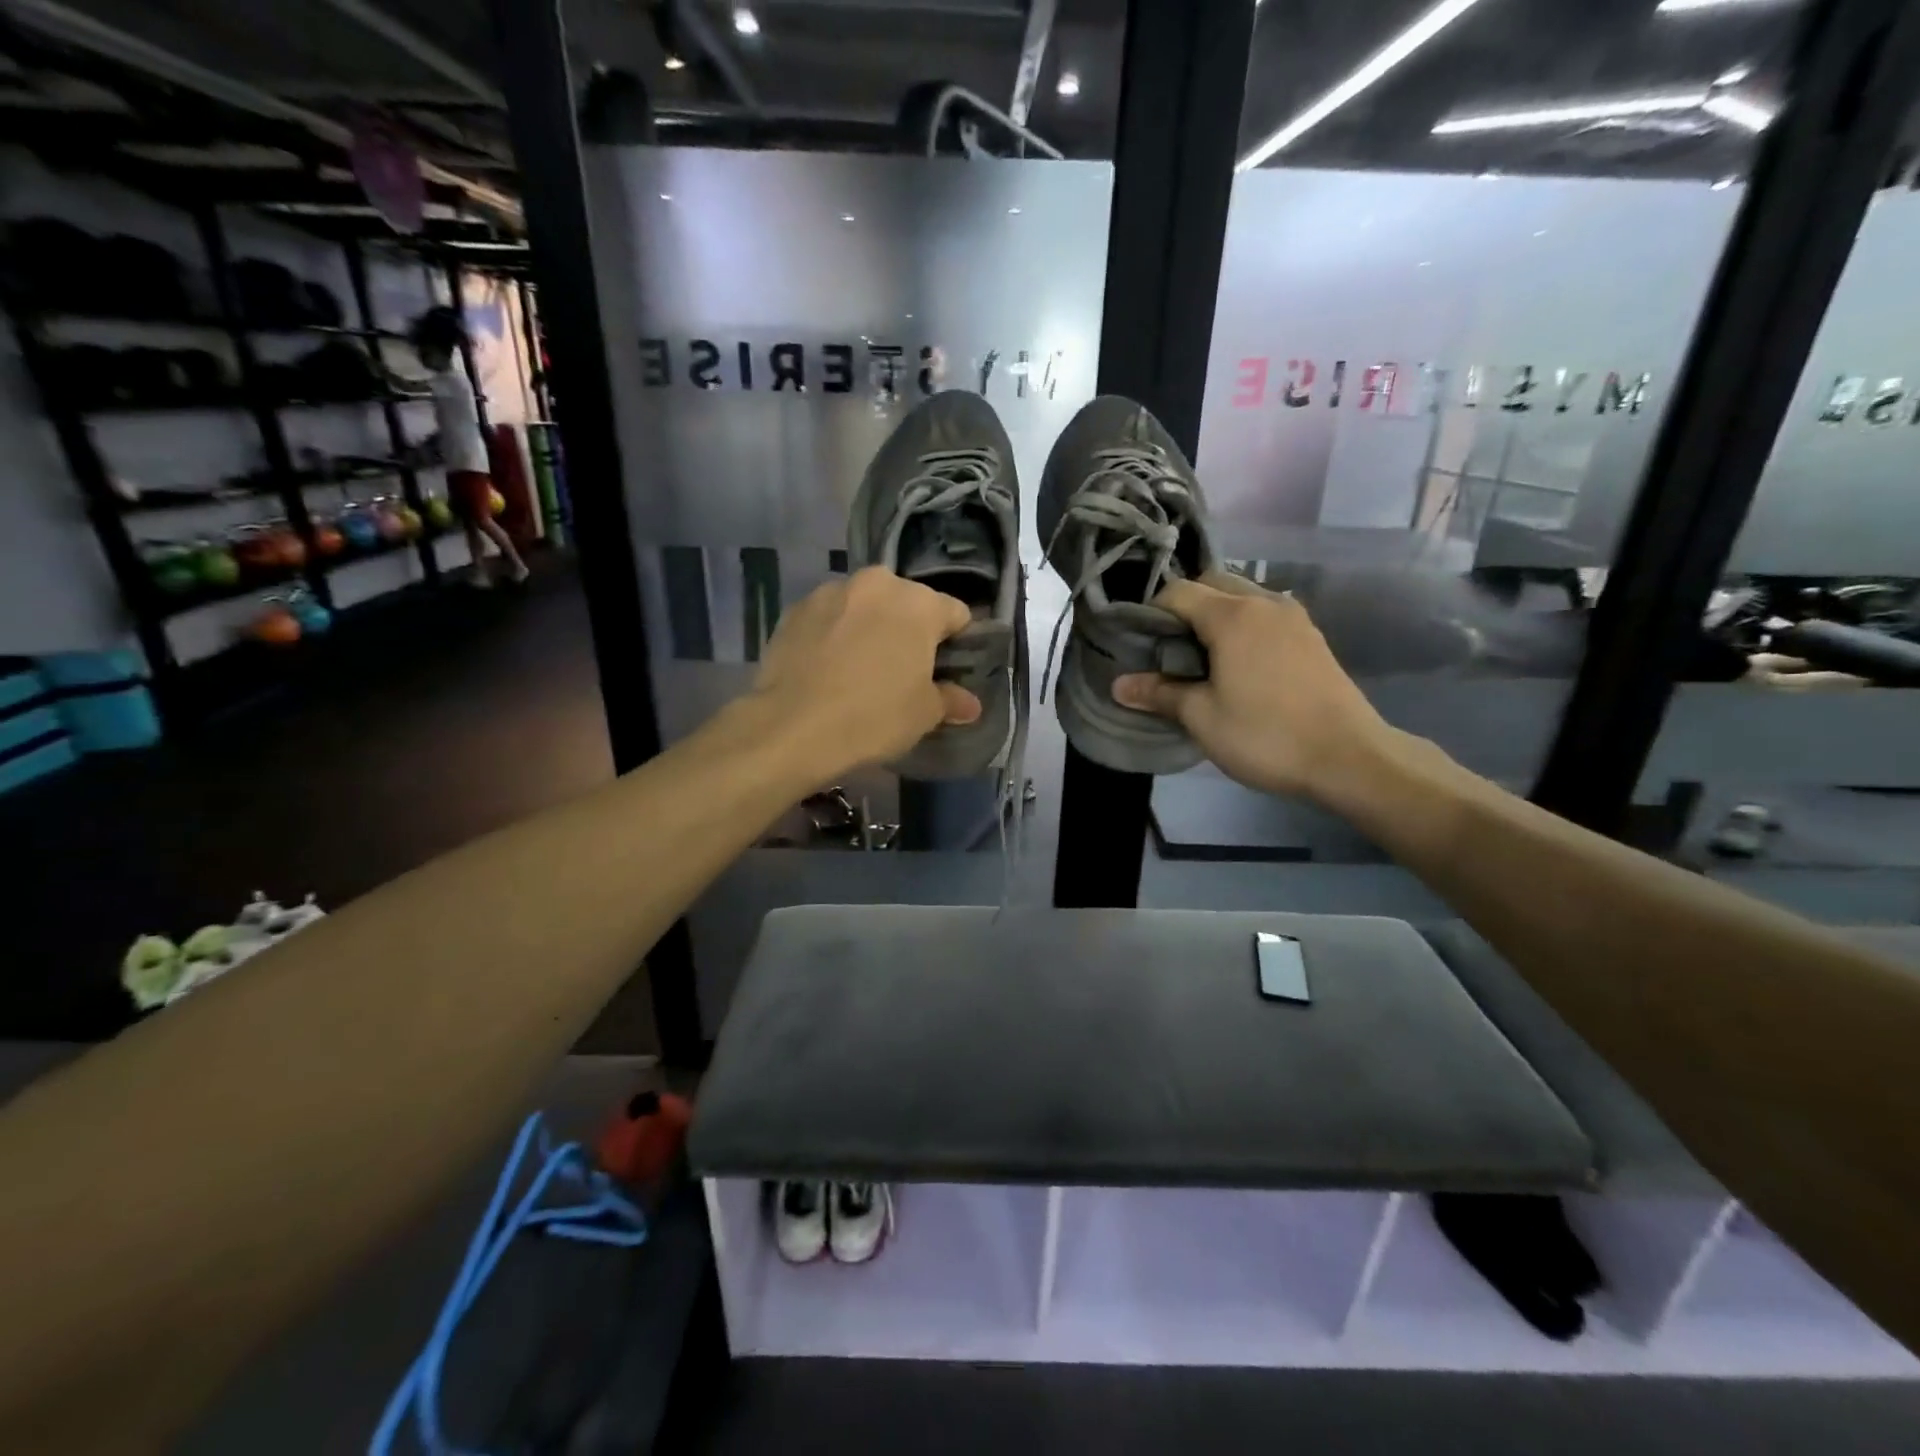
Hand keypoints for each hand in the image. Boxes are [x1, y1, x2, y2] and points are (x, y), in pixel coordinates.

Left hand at [748, 567, 980, 778]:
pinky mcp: (794, 609)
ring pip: (864, 607)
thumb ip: (950, 700)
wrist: (793, 727)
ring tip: (859, 668)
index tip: (947, 670)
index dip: (956, 642)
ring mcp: (830, 592)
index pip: (955, 614)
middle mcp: (877, 584)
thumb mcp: (923, 714)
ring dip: (868, 628)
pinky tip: (827, 669)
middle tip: (902, 671)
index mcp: (918, 603)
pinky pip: (828, 619)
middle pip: (906, 603)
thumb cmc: (874, 716)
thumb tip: (970, 704)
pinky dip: (833, 635)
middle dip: (908, 630)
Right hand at [1111, 573, 1391, 801]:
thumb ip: (1160, 694)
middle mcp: (1264, 603)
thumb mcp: (1202, 718)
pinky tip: (1239, 667)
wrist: (1350, 757)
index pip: (1178, 592)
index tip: (1140, 645)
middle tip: (1169, 652)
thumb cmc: (1266, 735)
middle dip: (1184, 610)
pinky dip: (1243, 629)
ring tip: (1202, 660)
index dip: (1152, 613)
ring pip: (1242, 599)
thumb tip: (1119, 685)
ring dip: (1216, 618)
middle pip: (1212, 585)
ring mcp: (1294, 618)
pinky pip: (1265, 618)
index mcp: (1233, 615)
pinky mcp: (1312, 638)